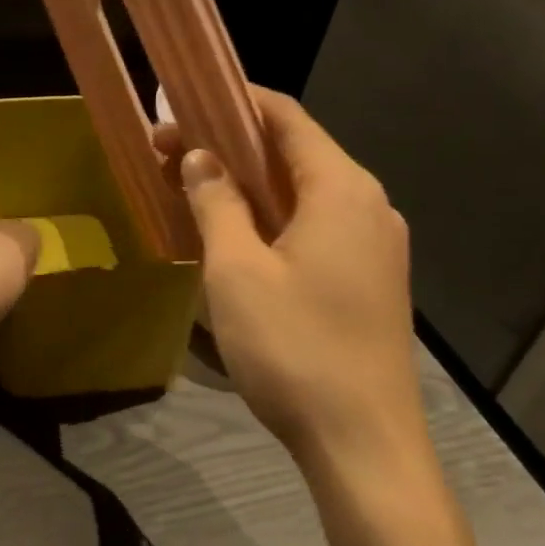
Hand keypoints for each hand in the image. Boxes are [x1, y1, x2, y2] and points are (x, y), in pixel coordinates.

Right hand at [156, 90, 423, 465]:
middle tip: (169, 152)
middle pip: (294, 152)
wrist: (363, 445)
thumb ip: (217, 203)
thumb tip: (199, 157)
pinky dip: (271, 216)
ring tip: (192, 188)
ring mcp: (375, 244)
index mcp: (342, 188)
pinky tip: (234, 235)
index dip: (234, 101)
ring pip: (303, 192)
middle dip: (230, 145)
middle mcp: (368, 204)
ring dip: (248, 184)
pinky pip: (315, 225)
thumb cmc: (294, 348)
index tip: (183, 101)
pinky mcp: (370, 278)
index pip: (286, 117)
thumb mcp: (237, 270)